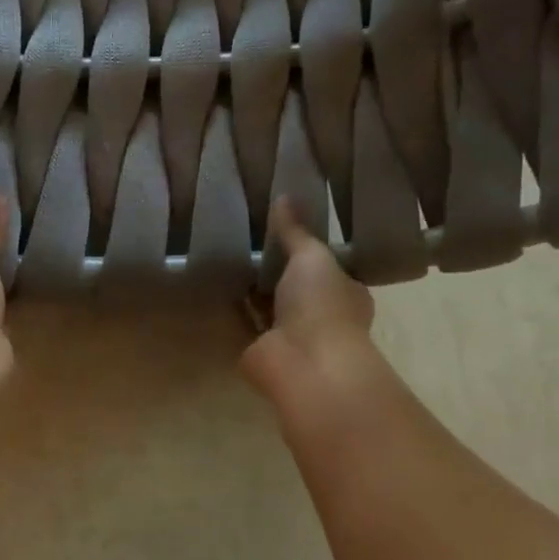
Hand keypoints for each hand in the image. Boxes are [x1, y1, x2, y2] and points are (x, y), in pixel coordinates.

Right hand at [241, 199, 386, 410]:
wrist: (304, 363)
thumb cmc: (321, 306)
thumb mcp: (312, 256)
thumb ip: (296, 231)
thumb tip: (284, 196)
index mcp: (344, 292)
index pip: (327, 266)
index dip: (307, 247)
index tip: (283, 225)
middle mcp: (318, 315)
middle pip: (294, 286)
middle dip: (276, 267)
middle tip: (248, 235)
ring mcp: (288, 335)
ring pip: (268, 305)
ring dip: (252, 287)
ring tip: (226, 253)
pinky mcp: (258, 349)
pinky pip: (243, 322)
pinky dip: (232, 307)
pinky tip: (214, 283)